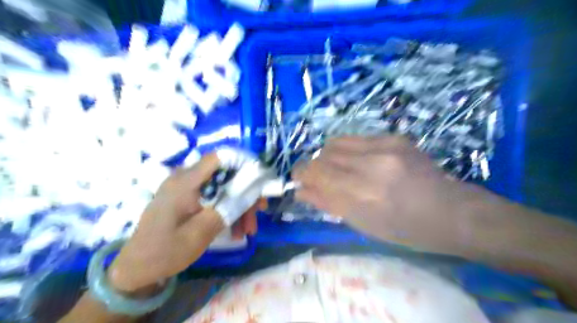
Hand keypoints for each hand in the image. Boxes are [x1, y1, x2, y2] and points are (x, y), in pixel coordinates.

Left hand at [106, 155, 258, 294]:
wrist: (136, 269)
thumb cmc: (166, 251)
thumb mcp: (202, 231)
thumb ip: (228, 207)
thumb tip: (253, 190)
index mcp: (185, 182)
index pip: (219, 158)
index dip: (243, 163)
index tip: (260, 180)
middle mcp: (185, 179)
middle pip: (225, 175)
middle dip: (245, 193)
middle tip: (259, 213)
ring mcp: (185, 188)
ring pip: (222, 187)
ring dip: (239, 205)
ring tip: (247, 230)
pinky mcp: (186, 197)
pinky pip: (214, 196)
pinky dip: (227, 210)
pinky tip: (235, 230)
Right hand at [295, 136, 480, 254]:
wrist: (450, 212)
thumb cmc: (405, 230)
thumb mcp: (363, 225)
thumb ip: (328, 203)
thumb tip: (300, 190)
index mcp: (363, 194)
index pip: (316, 172)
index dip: (301, 174)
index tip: (299, 180)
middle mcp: (371, 165)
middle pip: (323, 154)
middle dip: (314, 167)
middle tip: (321, 179)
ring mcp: (385, 146)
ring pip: (336, 142)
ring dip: (329, 156)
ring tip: (339, 170)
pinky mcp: (394, 137)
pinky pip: (356, 139)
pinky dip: (347, 151)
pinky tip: (359, 162)